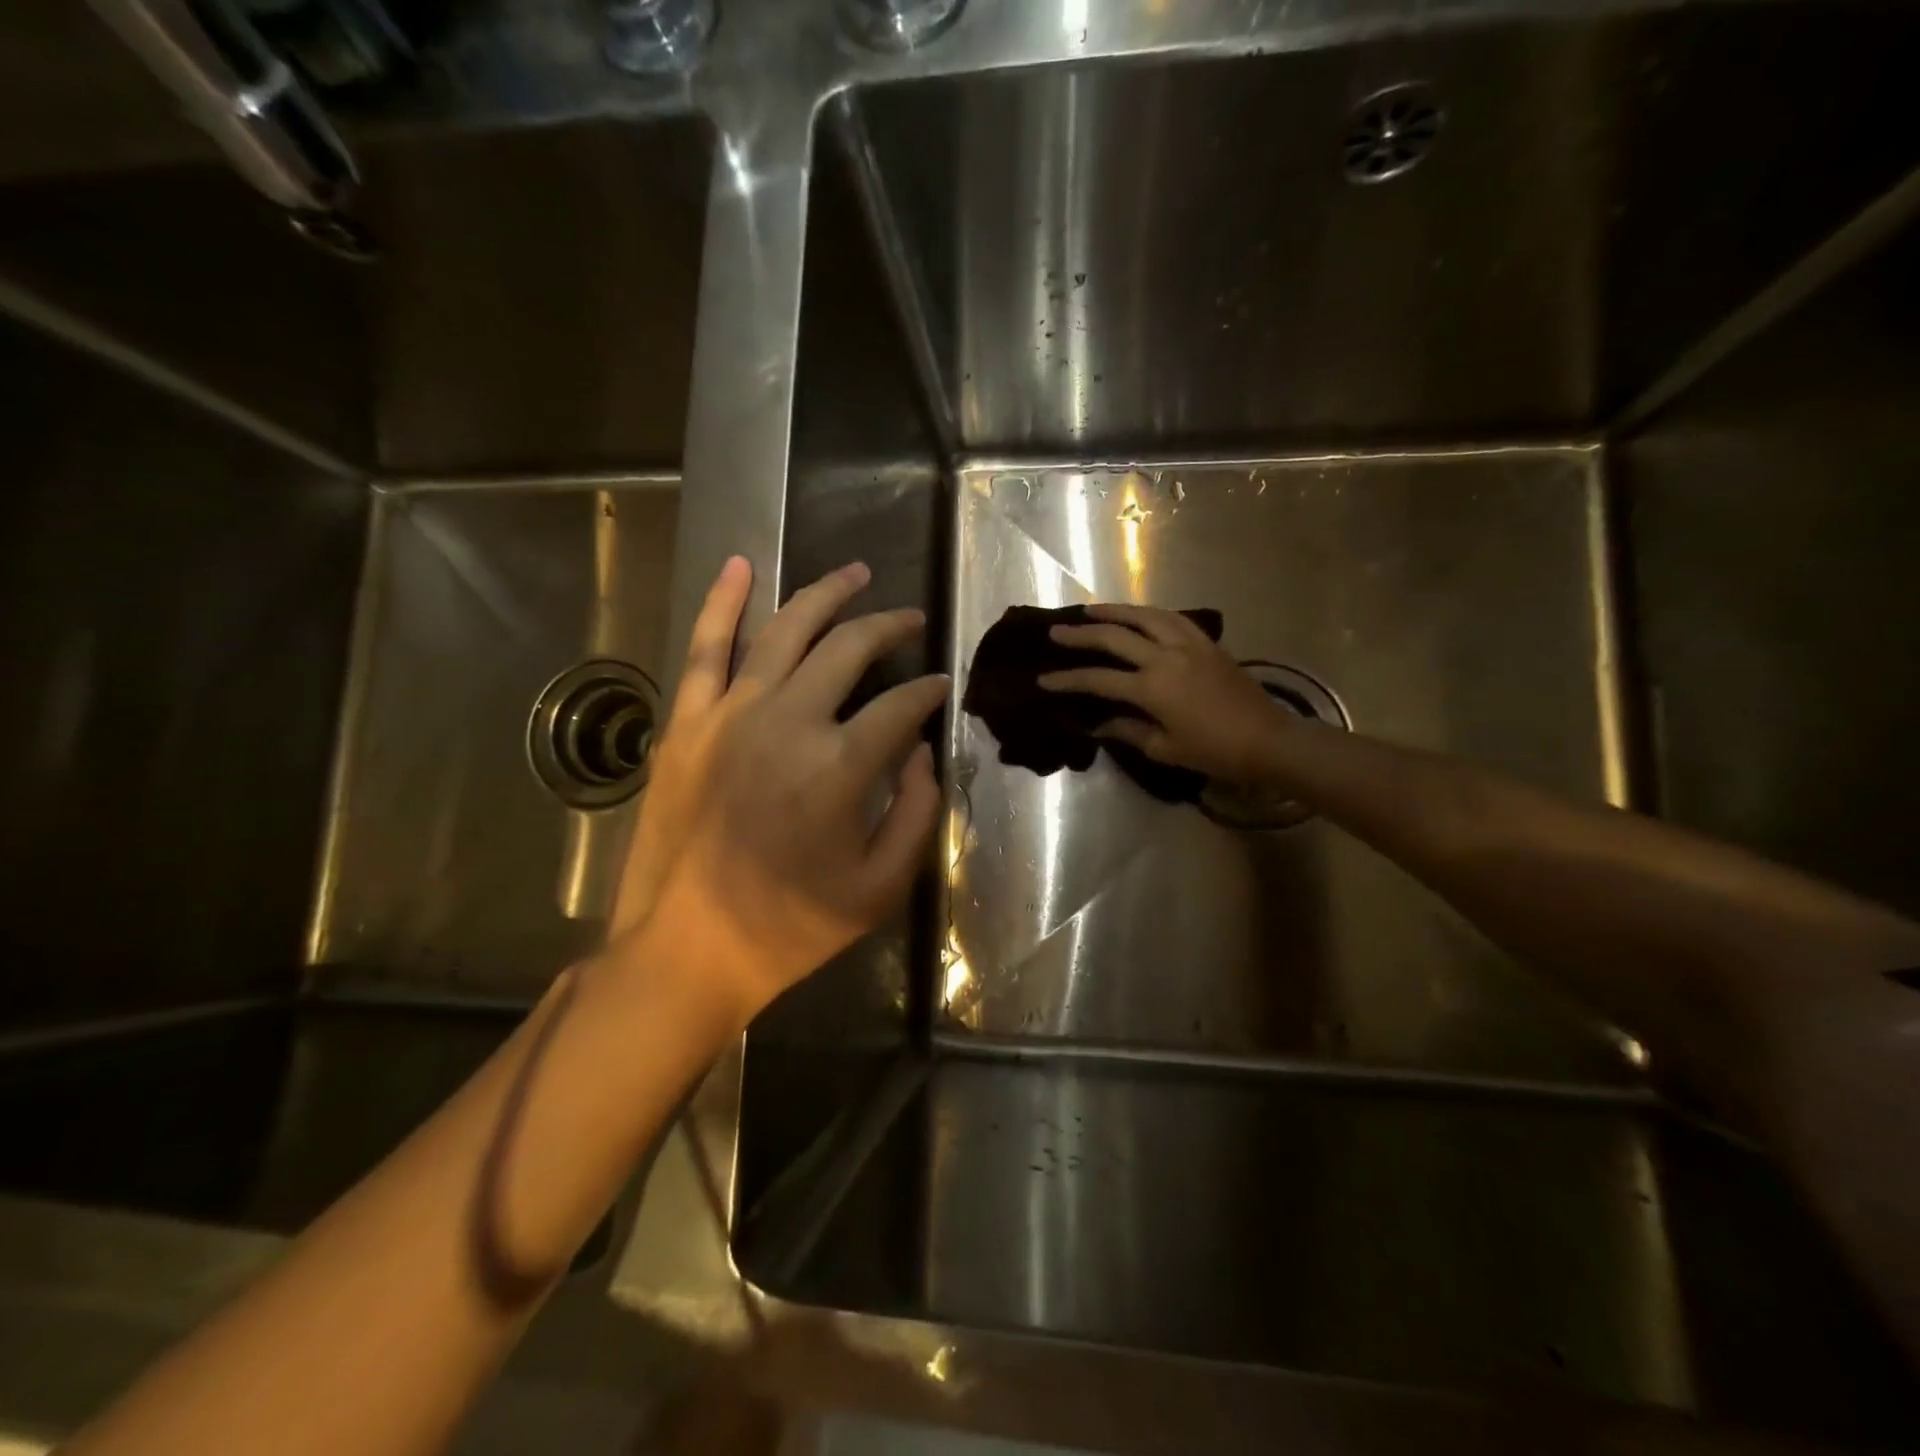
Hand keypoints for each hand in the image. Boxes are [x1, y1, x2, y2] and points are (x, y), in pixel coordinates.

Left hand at [612, 558, 946, 1023]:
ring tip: (856, 572)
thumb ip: (917, 814)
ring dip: (826, 594)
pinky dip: (723, 602)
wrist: (686, 949)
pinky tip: (741, 565)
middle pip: (849, 649)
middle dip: (890, 627)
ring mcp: (730, 714)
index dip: (930, 692)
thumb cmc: (791, 926)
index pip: (902, 706)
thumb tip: (922, 754)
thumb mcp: (880, 888)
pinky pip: (705, 648)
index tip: (941, 686)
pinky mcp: (686, 722)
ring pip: (785, 630)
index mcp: (840, 766)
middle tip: (911, 619)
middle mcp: (788, 722)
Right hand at [1038, 603, 1292, 784]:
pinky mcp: (1207, 642)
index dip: (1068, 679)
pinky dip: (1148, 613)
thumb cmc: (1215, 751)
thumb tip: (1098, 724)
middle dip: (1080, 635)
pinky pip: (1171, 618)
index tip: (1043, 679)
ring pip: (1143, 616)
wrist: (1269, 740)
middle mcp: (1165, 657)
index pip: (1098, 679)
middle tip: (1056, 632)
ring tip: (1091, 610)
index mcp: (1152, 688)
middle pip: (1114, 637)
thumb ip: (1128, 730)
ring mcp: (1188, 644)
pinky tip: (1137, 615)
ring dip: (1114, 611)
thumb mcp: (1165, 748)